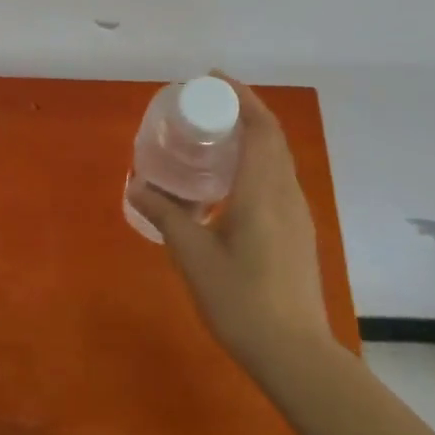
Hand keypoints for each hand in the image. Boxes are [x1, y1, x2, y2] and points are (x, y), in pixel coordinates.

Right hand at [124, 75, 334, 381]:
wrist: (295, 354)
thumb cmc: (241, 300)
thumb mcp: (194, 255)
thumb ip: (165, 215)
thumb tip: (135, 184)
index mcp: (263, 189)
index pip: (260, 126)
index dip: (240, 95)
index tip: (212, 79)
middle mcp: (286, 192)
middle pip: (272, 136)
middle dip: (244, 110)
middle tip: (206, 104)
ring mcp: (297, 213)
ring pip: (278, 158)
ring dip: (253, 136)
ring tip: (215, 137)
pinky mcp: (299, 231)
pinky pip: (278, 179)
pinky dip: (257, 162)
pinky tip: (231, 183)